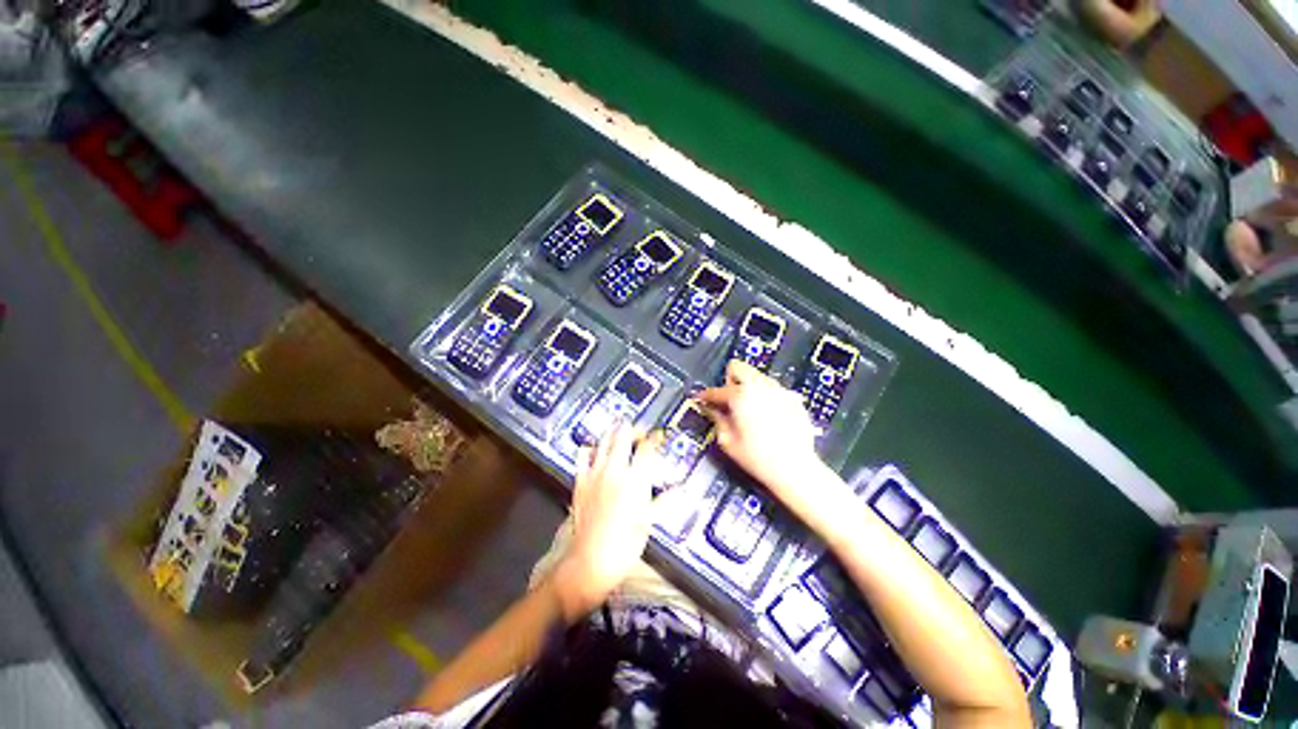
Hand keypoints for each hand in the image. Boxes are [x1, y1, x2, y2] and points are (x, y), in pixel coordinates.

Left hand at [554, 424, 665, 616]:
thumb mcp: (649, 521)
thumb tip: (681, 489)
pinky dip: (590, 448)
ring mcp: (595, 473)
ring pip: (604, 440)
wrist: (591, 560)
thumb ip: (665, 500)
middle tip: (640, 431)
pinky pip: (583, 455)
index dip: (655, 437)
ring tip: (619, 431)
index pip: (647, 447)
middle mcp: (615, 470)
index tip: (659, 435)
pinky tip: (594, 450)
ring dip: (613, 433)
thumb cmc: (624, 545)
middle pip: (624, 435)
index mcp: (635, 479)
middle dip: (634, 429)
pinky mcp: (581, 480)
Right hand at [698, 361, 855, 537]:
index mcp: (740, 396)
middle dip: (729, 380)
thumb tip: (711, 409)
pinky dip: (766, 397)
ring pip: (757, 376)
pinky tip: (767, 416)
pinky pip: (773, 389)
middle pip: (738, 367)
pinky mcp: (793, 399)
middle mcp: (760, 387)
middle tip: (728, 399)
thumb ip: (717, 419)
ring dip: (748, 386)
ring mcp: (779, 391)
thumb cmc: (759, 458)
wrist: (795, 468)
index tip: (701, 398)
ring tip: (748, 409)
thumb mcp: (728, 441)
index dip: (705, 396)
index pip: (716, 390)